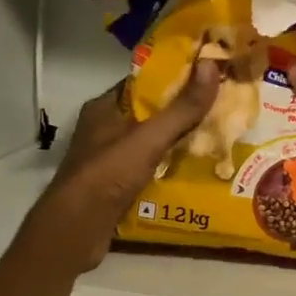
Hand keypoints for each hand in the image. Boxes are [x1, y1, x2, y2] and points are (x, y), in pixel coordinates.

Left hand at [26, 63, 221, 271]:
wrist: (76, 230)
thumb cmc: (107, 175)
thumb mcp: (148, 138)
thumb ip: (181, 108)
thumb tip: (211, 65)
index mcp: (104, 108)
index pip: (143, 82)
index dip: (175, 77)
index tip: (207, 76)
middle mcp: (103, 129)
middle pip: (150, 113)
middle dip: (182, 111)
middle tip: (219, 108)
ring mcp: (108, 159)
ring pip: (150, 142)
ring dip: (177, 141)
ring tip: (214, 137)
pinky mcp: (114, 185)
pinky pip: (148, 168)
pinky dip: (168, 167)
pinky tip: (193, 170)